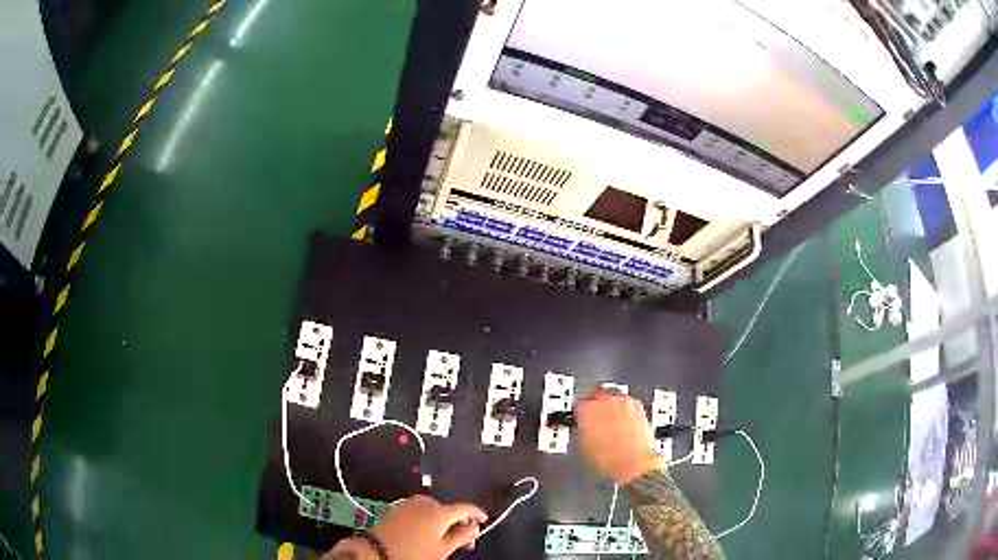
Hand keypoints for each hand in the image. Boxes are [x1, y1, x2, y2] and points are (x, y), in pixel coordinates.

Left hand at [355, 494, 487, 559]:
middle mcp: (424, 503)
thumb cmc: (413, 553)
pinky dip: (428, 518)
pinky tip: (428, 532)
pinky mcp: (397, 508)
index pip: (465, 508)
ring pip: (434, 509)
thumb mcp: (442, 550)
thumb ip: (461, 536)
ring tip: (445, 538)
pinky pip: (420, 510)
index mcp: (439, 512)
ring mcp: (409, 503)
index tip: (484, 519)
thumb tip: (473, 527)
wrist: (377, 551)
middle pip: (449, 509)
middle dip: (458, 522)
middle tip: (464, 540)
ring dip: (443, 520)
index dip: (477, 513)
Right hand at [577, 387, 660, 484]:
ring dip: (611, 402)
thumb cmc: (610, 459)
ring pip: (613, 394)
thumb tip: (585, 426)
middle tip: (596, 413)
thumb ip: (583, 428)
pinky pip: (628, 401)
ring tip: (611, 416)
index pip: (579, 403)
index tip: (582, 416)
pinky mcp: (638, 406)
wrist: (634, 463)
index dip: (580, 411)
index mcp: (587, 410)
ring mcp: (623, 402)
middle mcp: (605, 401)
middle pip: (597, 392)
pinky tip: (624, 419)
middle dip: (595, 401)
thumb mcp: (585, 446)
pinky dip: (624, 407)